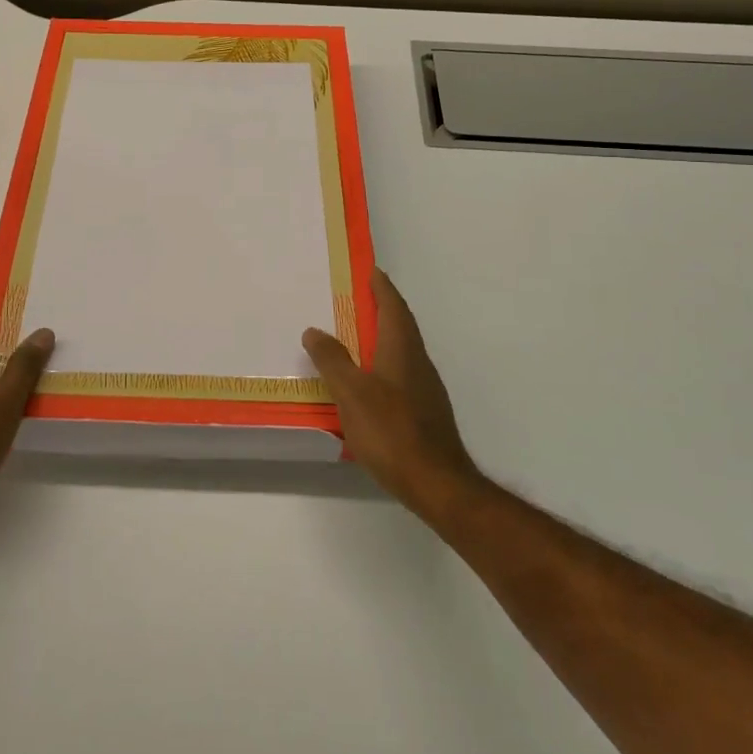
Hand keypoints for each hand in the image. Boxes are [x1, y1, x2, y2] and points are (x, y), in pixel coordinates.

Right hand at [304, 269, 486, 523]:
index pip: (393, 306)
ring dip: (381, 336)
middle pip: (400, 325)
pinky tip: (367, 382)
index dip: (381, 286)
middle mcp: (417, 362)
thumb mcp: (351, 393)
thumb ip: (332, 360)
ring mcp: (425, 388)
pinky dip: (383, 363)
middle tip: (355, 298)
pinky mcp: (425, 412)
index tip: (369, 270)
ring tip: (354, 336)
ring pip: (402, 350)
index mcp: (402, 349)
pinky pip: (401, 373)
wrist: (437, 483)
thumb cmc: (391, 431)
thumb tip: (314, 330)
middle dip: (381, 308)